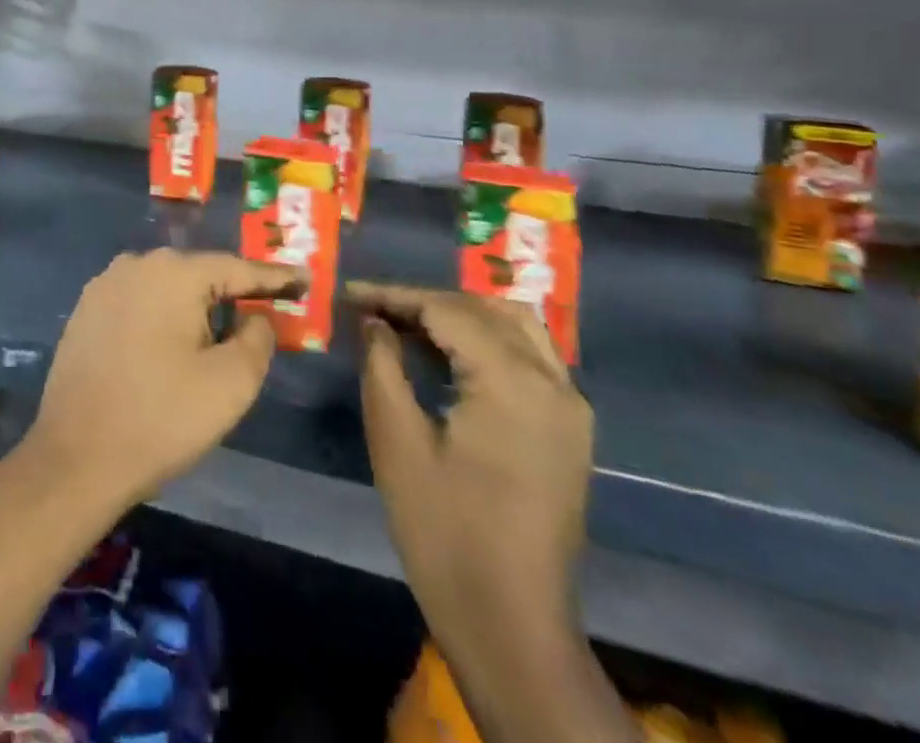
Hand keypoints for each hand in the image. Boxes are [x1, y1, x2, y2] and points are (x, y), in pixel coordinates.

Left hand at [26, 250, 296, 511]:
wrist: (75, 458)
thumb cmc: (161, 418)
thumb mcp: (231, 383)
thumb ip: (258, 338)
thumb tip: (254, 316)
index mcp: (173, 272)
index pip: (237, 268)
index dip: (274, 278)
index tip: (303, 279)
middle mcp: (136, 264)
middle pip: (200, 276)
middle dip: (231, 297)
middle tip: (261, 320)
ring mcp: (105, 285)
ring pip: (167, 290)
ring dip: (194, 311)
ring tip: (215, 343)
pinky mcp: (85, 311)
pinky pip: (139, 304)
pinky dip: (161, 319)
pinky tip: (169, 350)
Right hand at [346, 283, 591, 613]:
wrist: (511, 626)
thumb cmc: (444, 531)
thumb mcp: (396, 439)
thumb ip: (383, 364)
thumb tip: (374, 321)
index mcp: (512, 380)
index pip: (446, 309)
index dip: (394, 295)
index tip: (348, 294)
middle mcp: (552, 381)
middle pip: (482, 310)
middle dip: (424, 302)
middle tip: (373, 309)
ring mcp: (570, 405)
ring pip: (514, 325)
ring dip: (460, 314)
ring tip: (409, 324)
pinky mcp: (570, 428)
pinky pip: (530, 356)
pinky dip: (489, 339)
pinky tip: (451, 355)